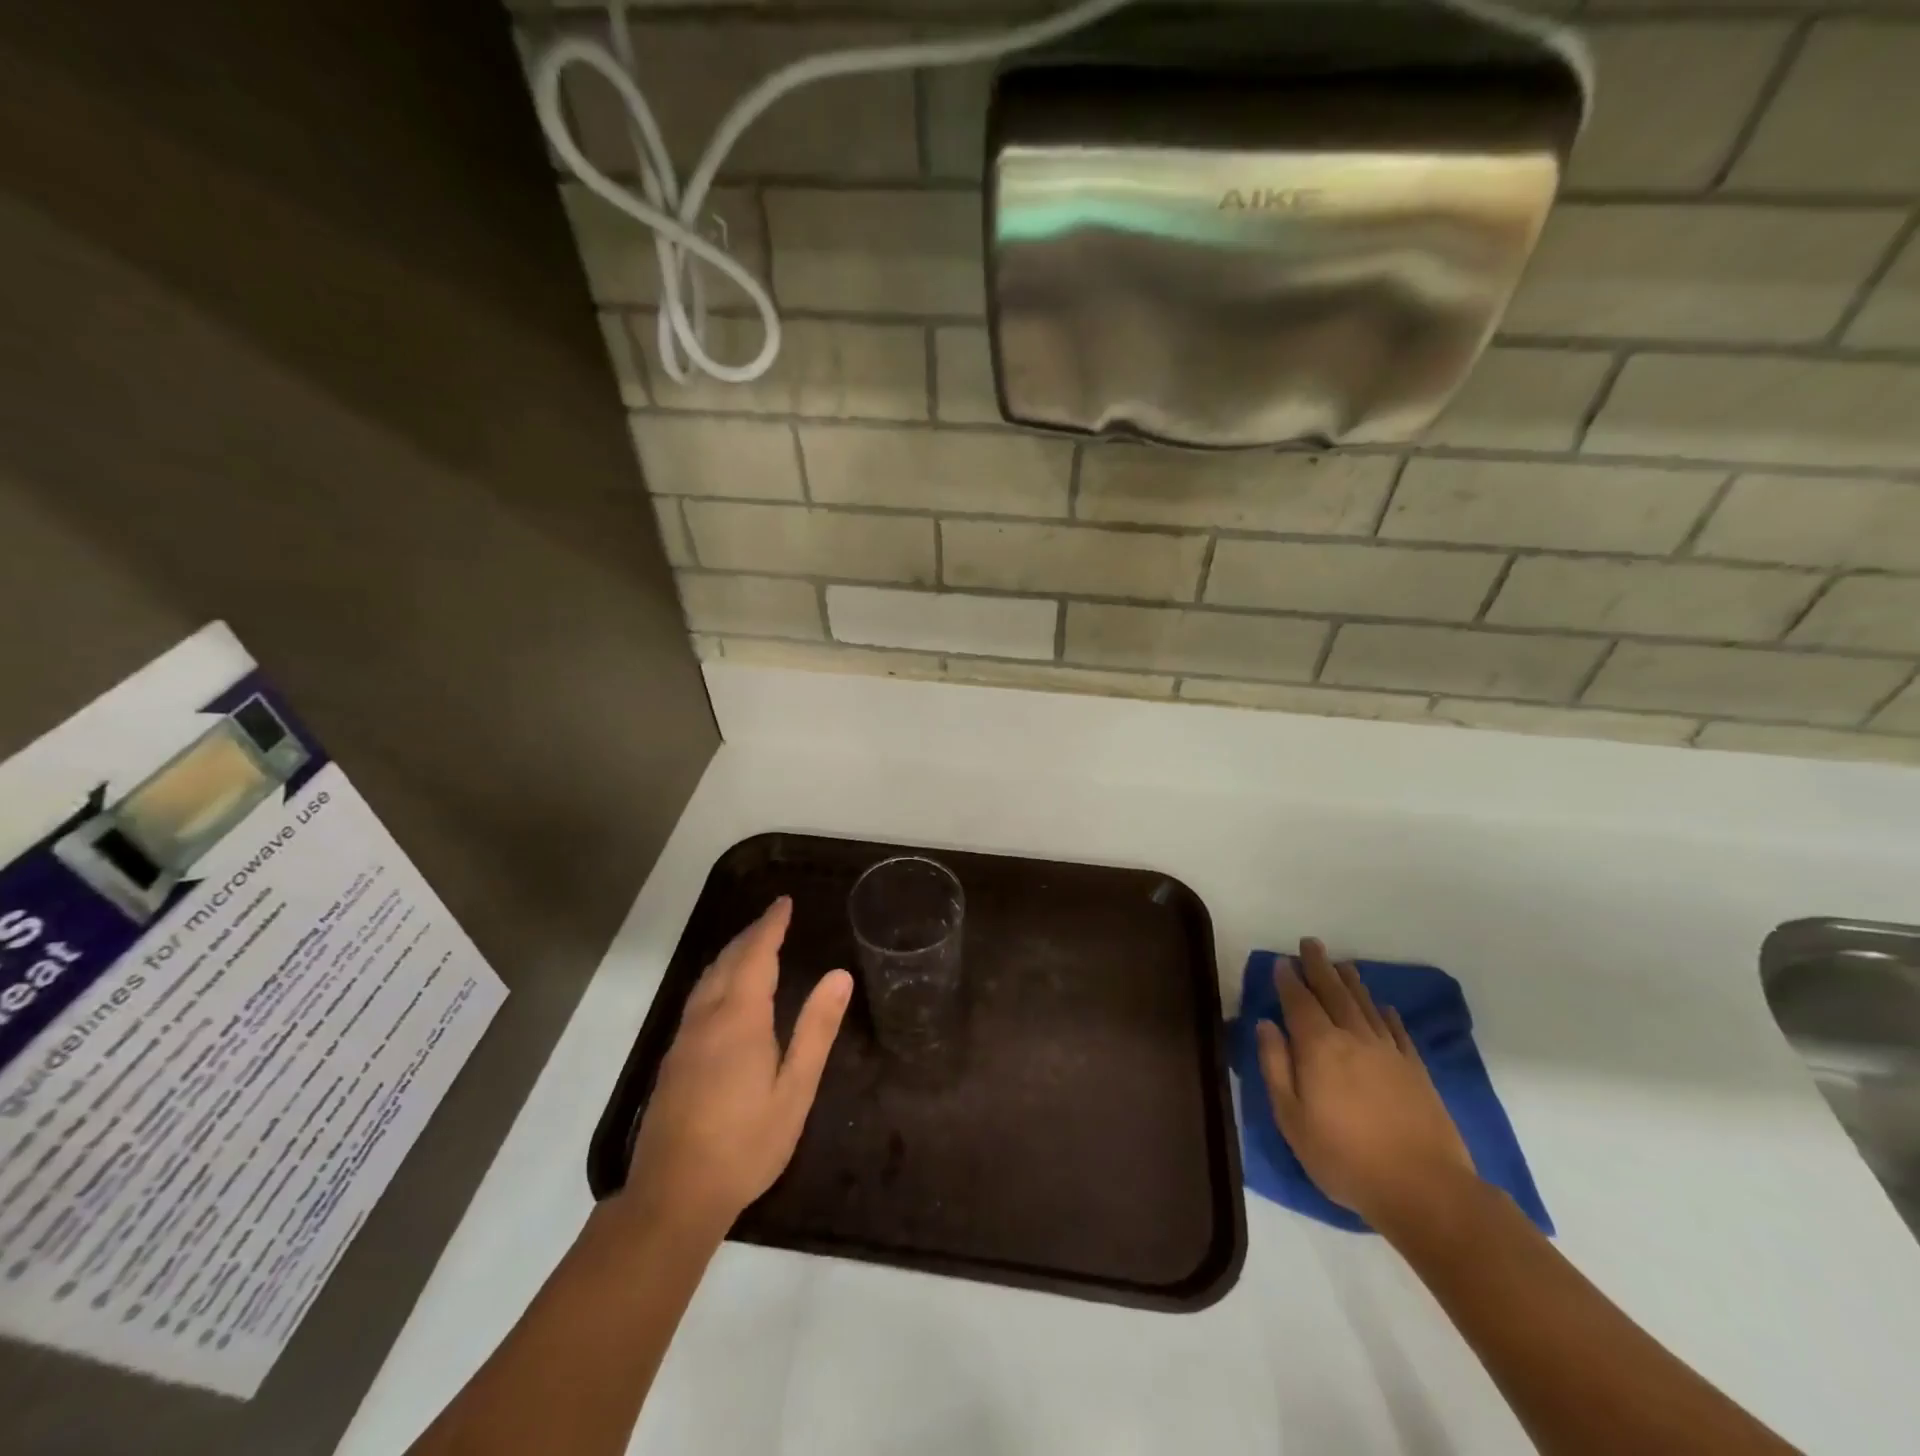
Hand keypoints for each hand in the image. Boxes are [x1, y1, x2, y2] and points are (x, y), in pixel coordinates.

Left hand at [623, 897, 851, 1235]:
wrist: (673, 1196)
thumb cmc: (746, 1144)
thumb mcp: (795, 1090)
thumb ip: (816, 1030)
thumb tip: (838, 976)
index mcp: (739, 1019)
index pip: (755, 955)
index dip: (770, 926)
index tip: (784, 903)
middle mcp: (707, 1019)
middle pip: (727, 961)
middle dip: (752, 935)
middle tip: (774, 917)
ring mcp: (684, 1039)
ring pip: (708, 979)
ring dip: (732, 954)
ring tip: (753, 944)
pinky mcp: (673, 1060)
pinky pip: (698, 998)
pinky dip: (717, 977)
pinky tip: (725, 992)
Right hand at [1257, 938, 1474, 1227]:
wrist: (1425, 1189)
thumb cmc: (1344, 1158)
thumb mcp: (1291, 1118)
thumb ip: (1275, 1066)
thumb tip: (1266, 1024)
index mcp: (1318, 1047)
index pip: (1299, 1002)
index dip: (1288, 980)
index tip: (1281, 961)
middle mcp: (1353, 1038)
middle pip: (1333, 992)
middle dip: (1319, 966)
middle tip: (1310, 943)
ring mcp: (1389, 1052)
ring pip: (1365, 1005)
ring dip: (1351, 982)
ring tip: (1342, 964)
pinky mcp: (1416, 1071)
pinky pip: (1397, 1031)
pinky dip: (1387, 1014)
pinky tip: (1383, 1007)